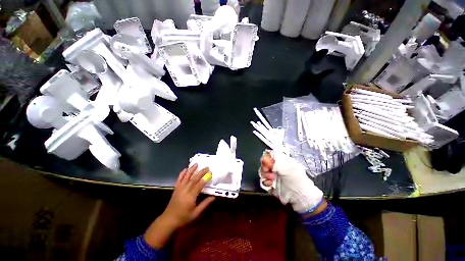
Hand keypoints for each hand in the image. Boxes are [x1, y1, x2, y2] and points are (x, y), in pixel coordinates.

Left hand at [144, 164, 214, 248]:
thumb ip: (205, 204)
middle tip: (207, 166)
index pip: (200, 184)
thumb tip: (213, 197)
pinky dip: (182, 174)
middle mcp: (185, 190)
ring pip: (186, 177)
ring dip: (192, 170)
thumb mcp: (196, 213)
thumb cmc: (184, 217)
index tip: (210, 172)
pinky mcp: (176, 189)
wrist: (169, 220)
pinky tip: (185, 169)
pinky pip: (179, 179)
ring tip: (196, 164)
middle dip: (201, 172)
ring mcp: (180, 188)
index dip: (205, 178)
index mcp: (191, 196)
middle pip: (194, 179)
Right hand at [260, 152, 324, 215]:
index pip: (269, 155)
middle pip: (264, 163)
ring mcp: (272, 175)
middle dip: (264, 167)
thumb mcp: (288, 168)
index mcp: (281, 161)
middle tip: (268, 170)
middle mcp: (275, 167)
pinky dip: (265, 183)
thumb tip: (264, 159)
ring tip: (271, 179)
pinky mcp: (270, 184)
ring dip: (265, 175)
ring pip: (262, 172)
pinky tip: (270, 185)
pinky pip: (263, 181)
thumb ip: (275, 163)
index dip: (266, 158)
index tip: (266, 162)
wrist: (299, 196)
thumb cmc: (296, 179)